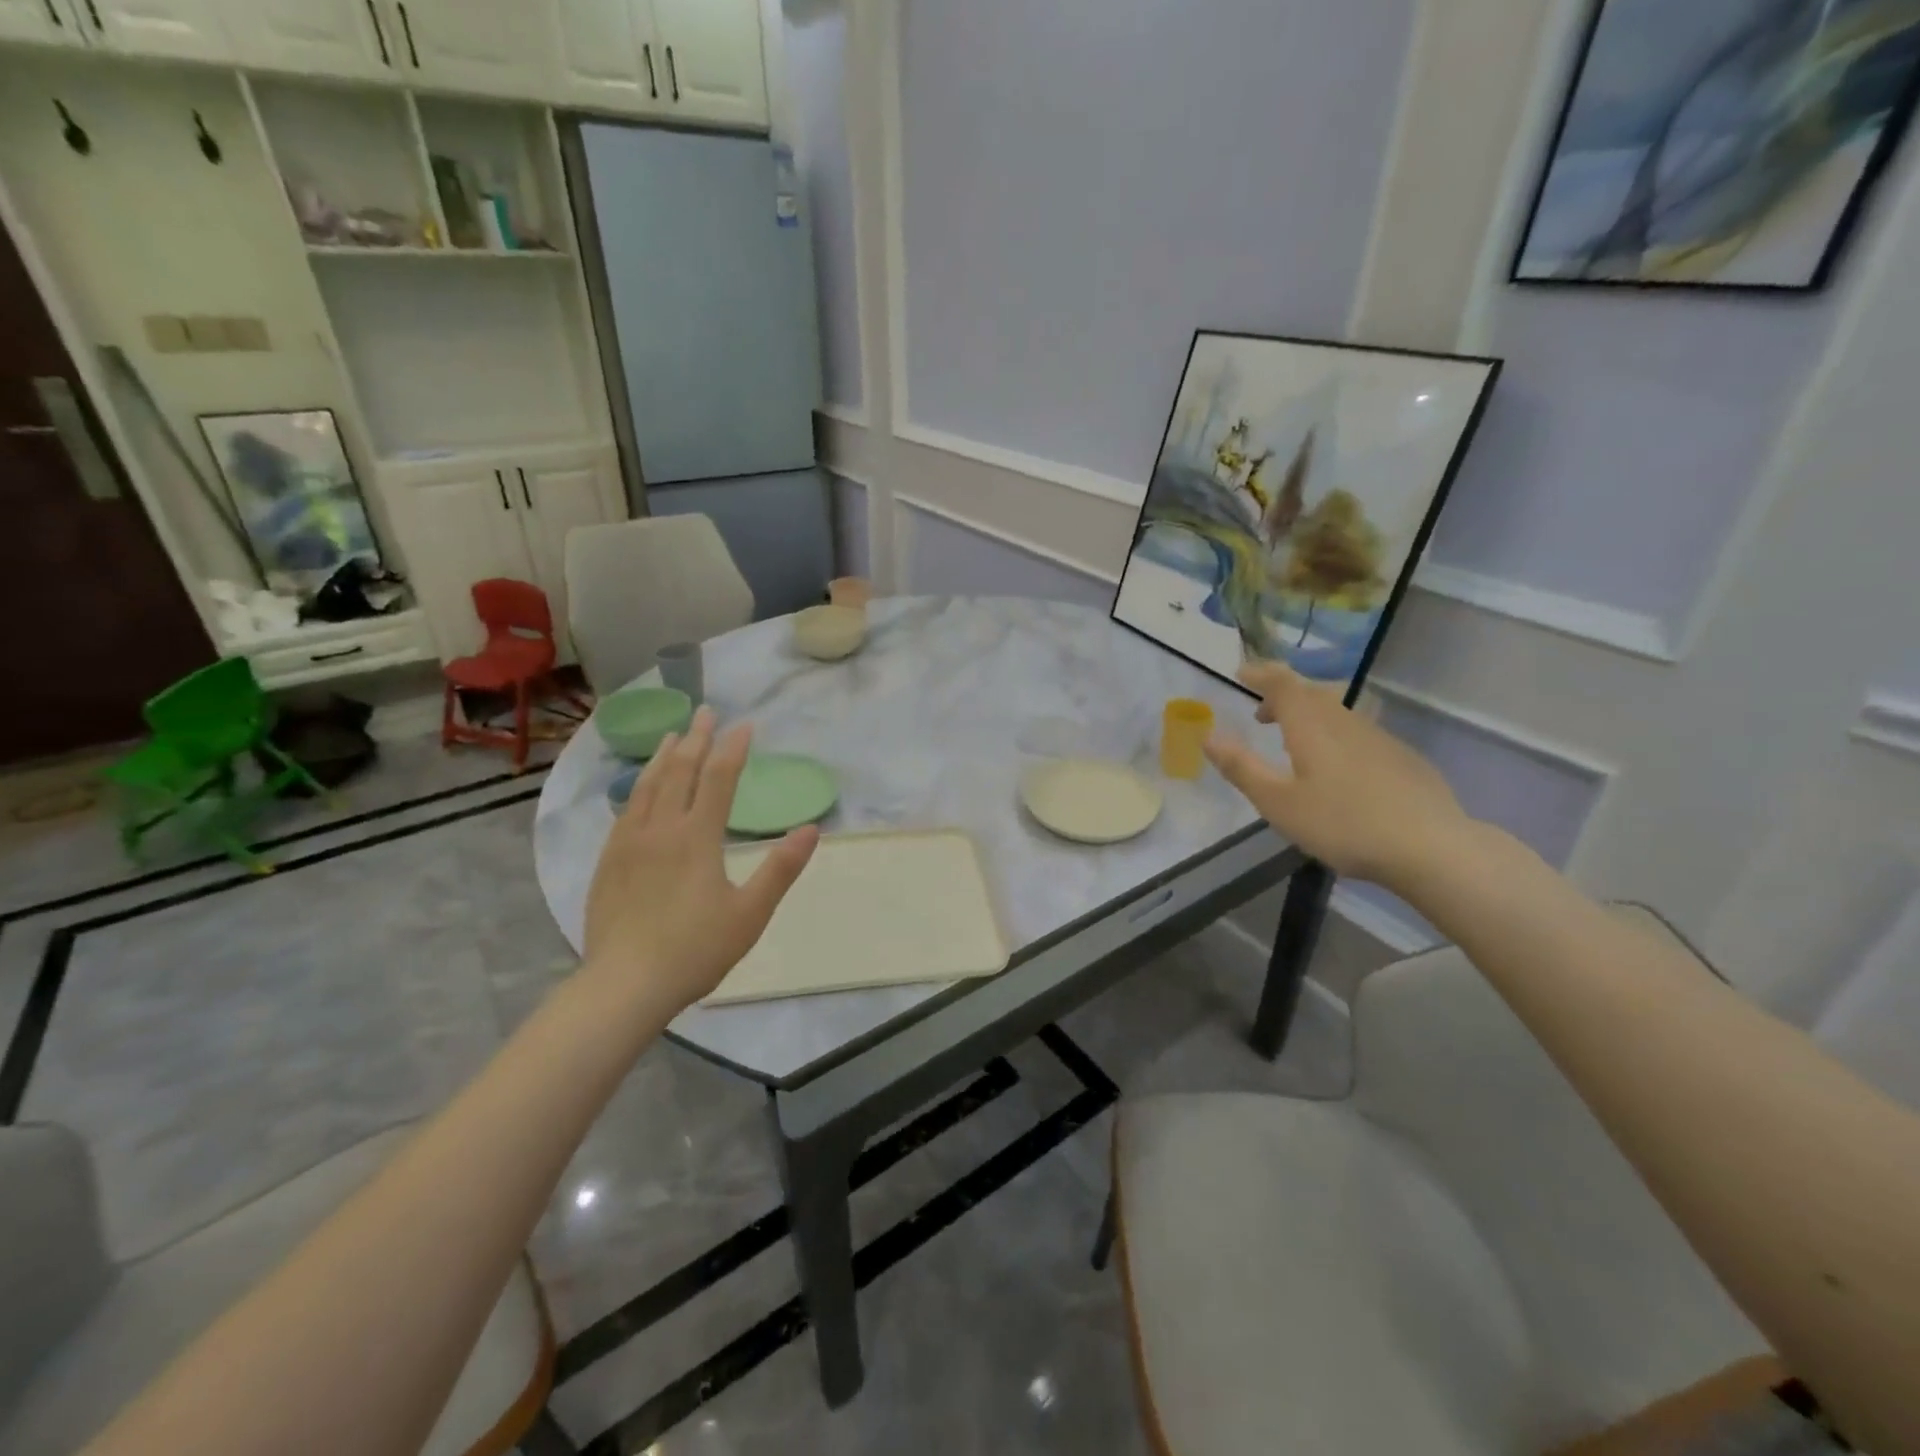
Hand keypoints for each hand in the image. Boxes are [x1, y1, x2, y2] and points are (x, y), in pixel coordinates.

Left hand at [582, 707, 817, 1013]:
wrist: (624, 985)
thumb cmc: (695, 950)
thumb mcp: (750, 913)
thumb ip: (780, 868)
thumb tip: (811, 829)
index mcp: (697, 837)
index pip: (719, 779)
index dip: (734, 749)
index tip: (745, 724)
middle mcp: (661, 829)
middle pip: (679, 771)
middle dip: (696, 739)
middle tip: (706, 712)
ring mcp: (629, 843)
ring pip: (647, 786)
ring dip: (663, 756)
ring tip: (672, 735)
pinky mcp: (608, 861)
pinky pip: (626, 810)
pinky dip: (638, 787)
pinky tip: (640, 788)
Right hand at [1204, 661, 1474, 888]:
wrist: (1431, 847)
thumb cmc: (1344, 824)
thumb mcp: (1279, 803)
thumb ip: (1241, 768)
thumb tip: (1208, 737)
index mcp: (1312, 727)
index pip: (1283, 684)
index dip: (1260, 674)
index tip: (1240, 673)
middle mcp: (1345, 722)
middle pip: (1311, 693)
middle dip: (1282, 695)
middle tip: (1261, 714)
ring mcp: (1379, 738)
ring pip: (1337, 712)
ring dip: (1309, 716)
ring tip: (1293, 741)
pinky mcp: (1402, 758)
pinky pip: (1358, 732)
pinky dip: (1335, 735)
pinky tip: (1338, 768)